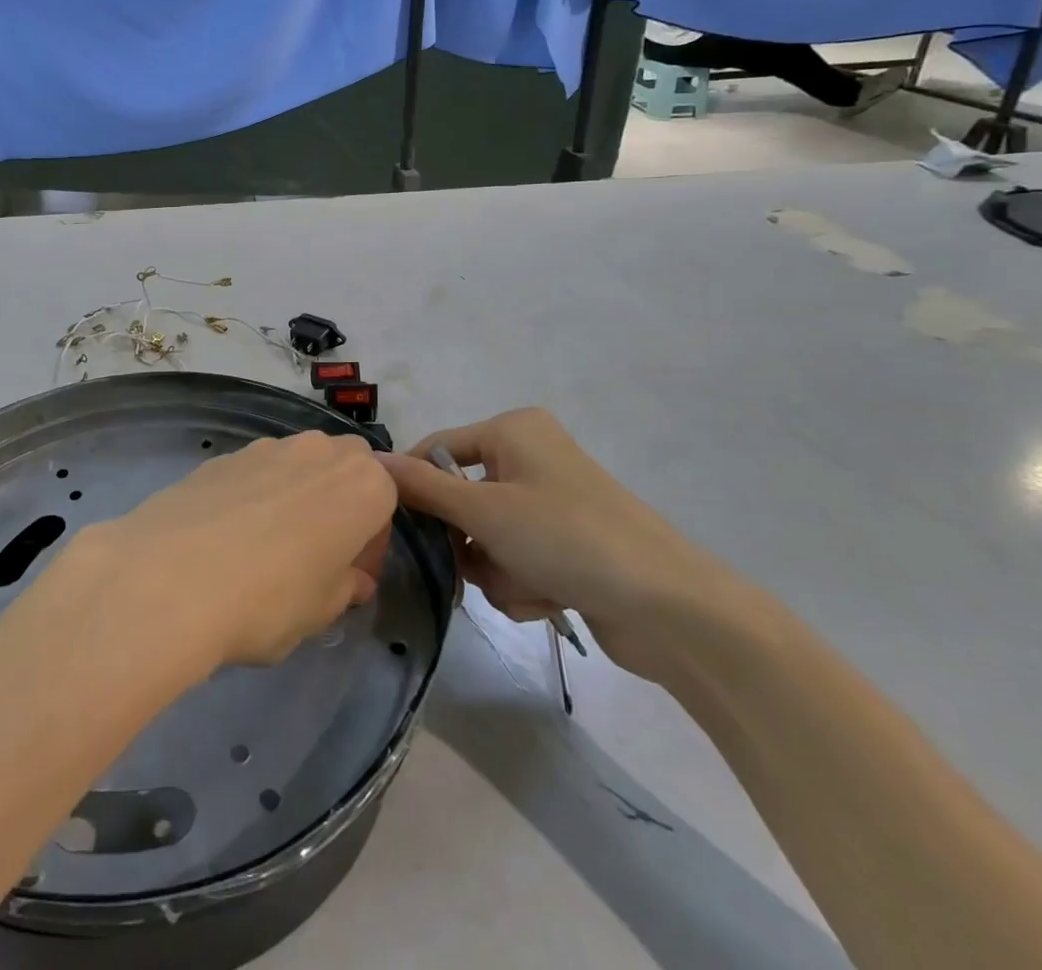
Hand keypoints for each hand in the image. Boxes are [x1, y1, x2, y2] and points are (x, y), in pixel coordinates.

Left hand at [78, 431, 396, 670]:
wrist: (168, 577)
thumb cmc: (268, 599)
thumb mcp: (321, 611)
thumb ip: (345, 587)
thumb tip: (351, 579)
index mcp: (361, 484)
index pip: (386, 501)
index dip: (371, 542)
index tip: (349, 577)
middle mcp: (318, 451)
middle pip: (344, 467)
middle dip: (339, 503)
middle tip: (315, 556)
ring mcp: (265, 447)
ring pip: (297, 465)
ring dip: (296, 495)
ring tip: (265, 547)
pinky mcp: (221, 455)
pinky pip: (254, 471)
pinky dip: (253, 495)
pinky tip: (227, 537)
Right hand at [379, 409, 742, 681]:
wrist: (671, 609)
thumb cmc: (568, 538)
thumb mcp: (485, 510)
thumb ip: (423, 488)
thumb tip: (370, 462)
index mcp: (513, 431)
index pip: (438, 450)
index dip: (416, 488)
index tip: (400, 529)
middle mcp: (530, 458)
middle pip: (462, 499)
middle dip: (468, 542)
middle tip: (472, 566)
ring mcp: (551, 503)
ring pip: (487, 538)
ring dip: (497, 570)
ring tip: (528, 584)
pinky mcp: (567, 545)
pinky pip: (517, 560)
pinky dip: (523, 583)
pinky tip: (550, 598)